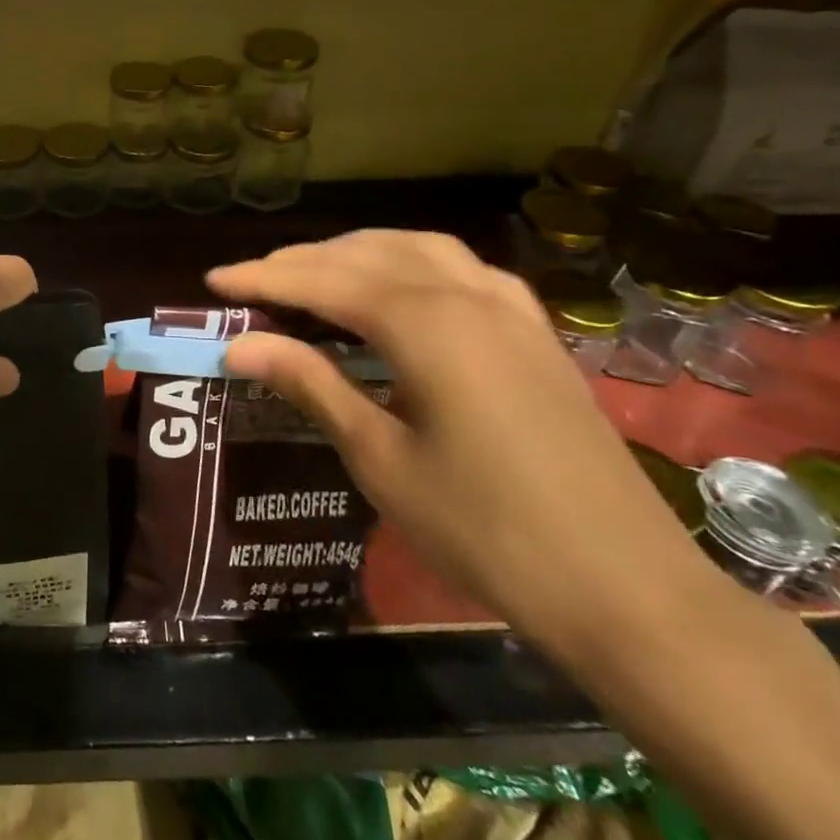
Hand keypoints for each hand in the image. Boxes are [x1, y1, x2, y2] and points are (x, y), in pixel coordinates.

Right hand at [208, 231, 727, 656]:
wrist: (625, 589)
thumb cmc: (485, 529)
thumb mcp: (380, 457)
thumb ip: (311, 385)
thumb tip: (239, 346)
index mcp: (425, 324)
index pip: (323, 282)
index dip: (262, 279)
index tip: (213, 281)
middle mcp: (467, 296)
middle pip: (367, 256)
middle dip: (302, 261)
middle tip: (251, 280)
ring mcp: (511, 311)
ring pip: (419, 250)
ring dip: (358, 252)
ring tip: (314, 271)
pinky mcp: (535, 334)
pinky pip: (463, 271)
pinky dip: (414, 263)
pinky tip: (401, 287)